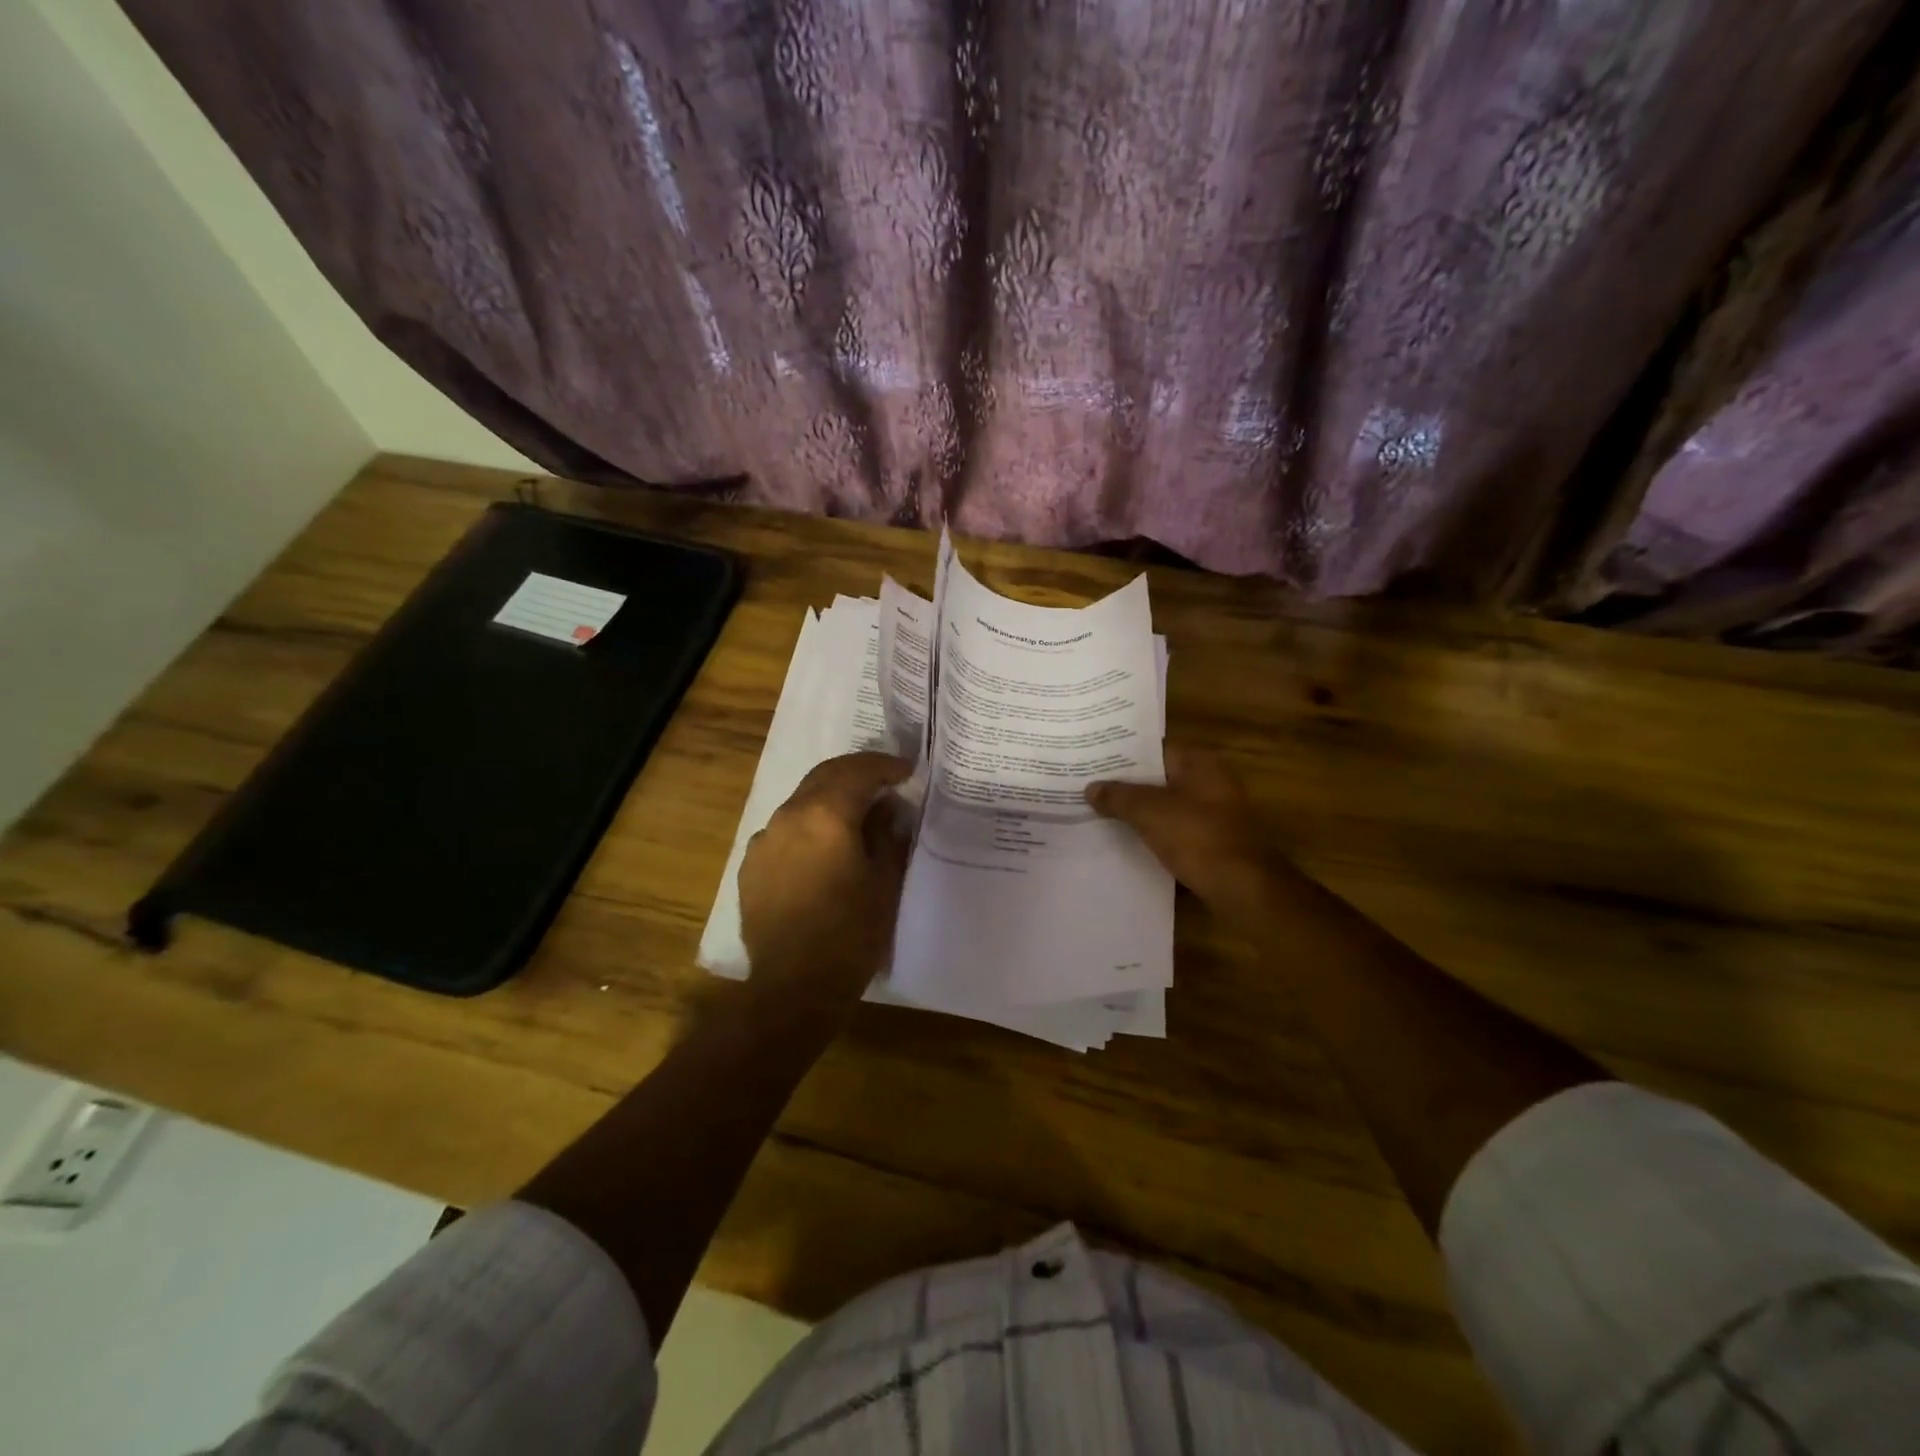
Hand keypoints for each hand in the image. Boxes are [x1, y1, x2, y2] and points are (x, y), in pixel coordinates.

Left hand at [739, 752, 912, 1000]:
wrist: (793, 988)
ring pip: (802, 801)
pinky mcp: (751, 865)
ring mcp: (764, 840)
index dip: (886, 766)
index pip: (859, 771)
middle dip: (856, 773)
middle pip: (825, 776)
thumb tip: (886, 808)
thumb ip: (887, 835)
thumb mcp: (884, 882)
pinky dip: (809, 825)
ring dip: (830, 798)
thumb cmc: (850, 935)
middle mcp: (789, 816)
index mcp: (826, 815)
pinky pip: (785, 830)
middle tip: (884, 782)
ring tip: (856, 815)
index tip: (907, 772)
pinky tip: (823, 848)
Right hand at [1085, 747, 1286, 923]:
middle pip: (1158, 777)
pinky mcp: (1210, 841)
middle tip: (1087, 785)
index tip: (1092, 760)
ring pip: (1164, 805)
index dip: (1122, 753)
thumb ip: (1118, 797)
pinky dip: (1151, 832)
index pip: (1154, 748)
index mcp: (1200, 763)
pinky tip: (1123, 839)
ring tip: (1097, 811)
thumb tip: (1090, 788)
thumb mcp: (1150, 812)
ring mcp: (1212, 813)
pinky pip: (1173, 829)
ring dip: (1137, 810)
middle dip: (1125, 784)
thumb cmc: (1198, 837)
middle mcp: (1210, 781)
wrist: (1242, 888)